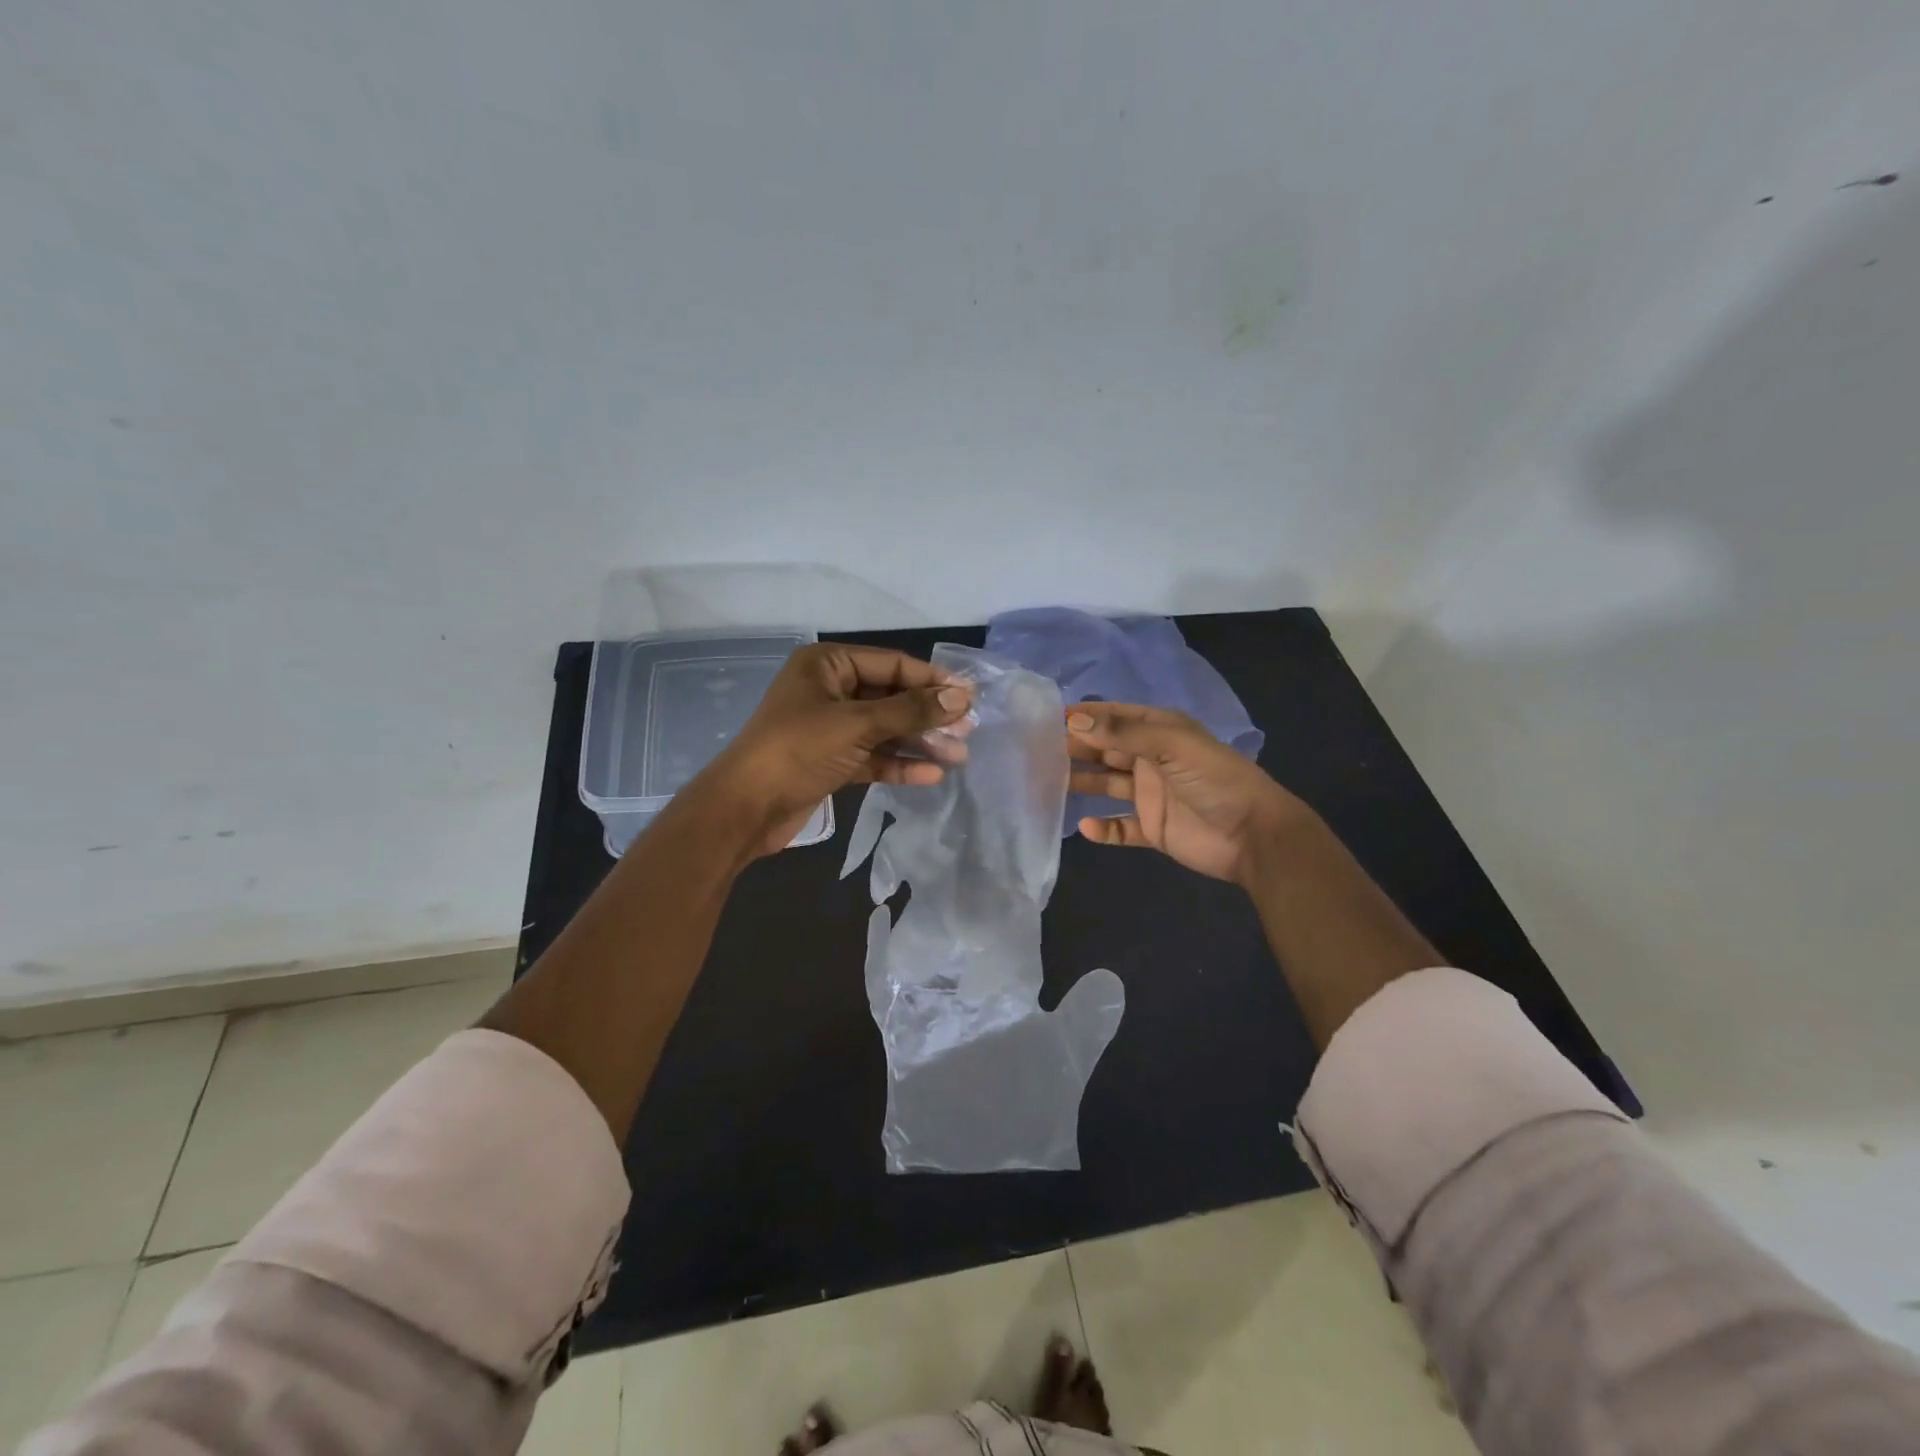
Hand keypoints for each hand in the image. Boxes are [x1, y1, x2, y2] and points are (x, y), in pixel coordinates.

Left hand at [694, 644, 971, 857]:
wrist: (745, 809)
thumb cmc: (798, 750)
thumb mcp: (857, 725)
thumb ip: (910, 711)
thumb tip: (961, 698)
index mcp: (828, 665)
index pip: (892, 665)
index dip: (932, 681)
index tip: (970, 697)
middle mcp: (829, 690)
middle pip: (891, 697)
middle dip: (928, 715)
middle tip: (967, 731)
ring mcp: (830, 727)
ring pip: (885, 729)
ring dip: (919, 742)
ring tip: (958, 756)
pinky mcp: (831, 760)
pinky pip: (872, 756)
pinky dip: (898, 764)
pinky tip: (930, 775)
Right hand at [1066, 703, 1310, 885]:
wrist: (1254, 835)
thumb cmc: (1216, 780)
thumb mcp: (1172, 745)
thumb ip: (1123, 733)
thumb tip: (1074, 720)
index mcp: (1160, 732)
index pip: (1116, 717)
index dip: (1086, 716)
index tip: (1050, 718)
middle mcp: (1152, 760)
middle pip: (1106, 750)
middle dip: (1076, 748)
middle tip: (1039, 751)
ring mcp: (1151, 795)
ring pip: (1107, 785)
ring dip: (1083, 783)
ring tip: (1049, 783)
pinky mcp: (1153, 828)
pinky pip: (1121, 828)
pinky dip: (1103, 829)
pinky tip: (1084, 827)